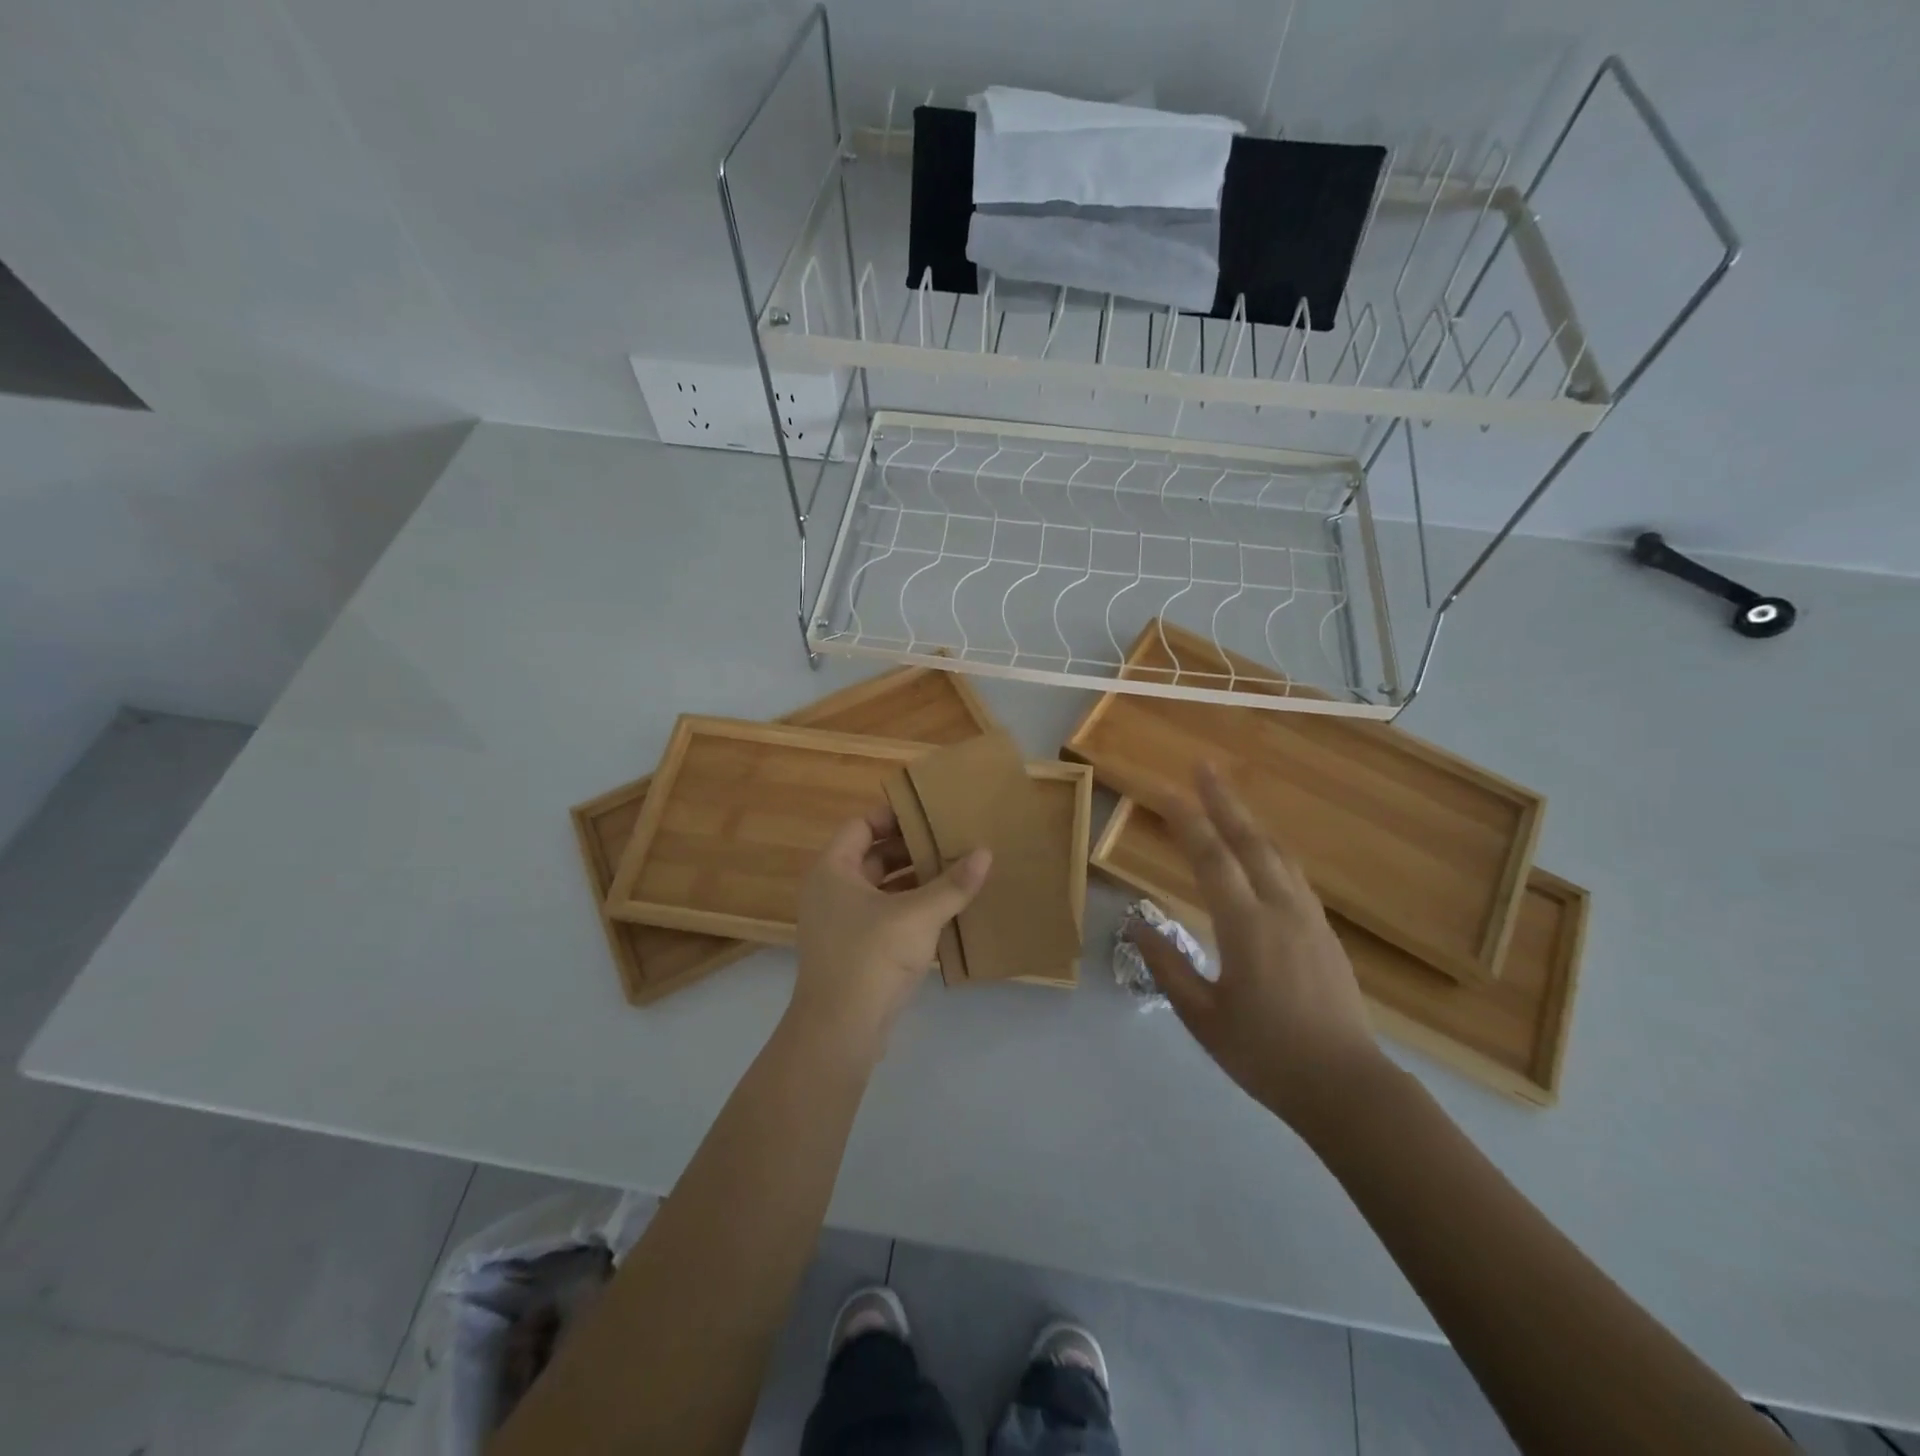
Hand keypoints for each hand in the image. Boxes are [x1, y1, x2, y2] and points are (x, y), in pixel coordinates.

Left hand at [790, 806, 989, 1053]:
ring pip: (881, 888)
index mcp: (833, 870)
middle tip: (951, 840)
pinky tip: (945, 909)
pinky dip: (910, 908)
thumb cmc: (871, 956)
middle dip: (911, 849)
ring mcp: (840, 922)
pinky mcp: (854, 949)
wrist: (840, 1029)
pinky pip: (884, 915)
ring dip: (914, 880)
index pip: (861, 825)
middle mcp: (831, 890)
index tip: (930, 815)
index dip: (893, 817)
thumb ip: (953, 884)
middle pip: (873, 856)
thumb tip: (986, 852)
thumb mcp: (918, 915)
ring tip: (955, 871)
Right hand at [1128, 763, 1384, 1132]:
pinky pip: (1293, 874)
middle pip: (1249, 840)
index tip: (1164, 790)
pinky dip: (1270, 849)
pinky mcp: (1325, 932)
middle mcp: (1280, 909)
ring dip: (1249, 820)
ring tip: (1229, 797)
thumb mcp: (1203, 1017)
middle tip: (1203, 766)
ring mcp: (1308, 918)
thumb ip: (1167, 966)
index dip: (1186, 820)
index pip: (1211, 858)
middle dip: (1223, 800)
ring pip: (1277, 853)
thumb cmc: (1266, 1055)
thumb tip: (1137, 924)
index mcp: (1246, 927)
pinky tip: (1263, 851)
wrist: (1346, 1087)